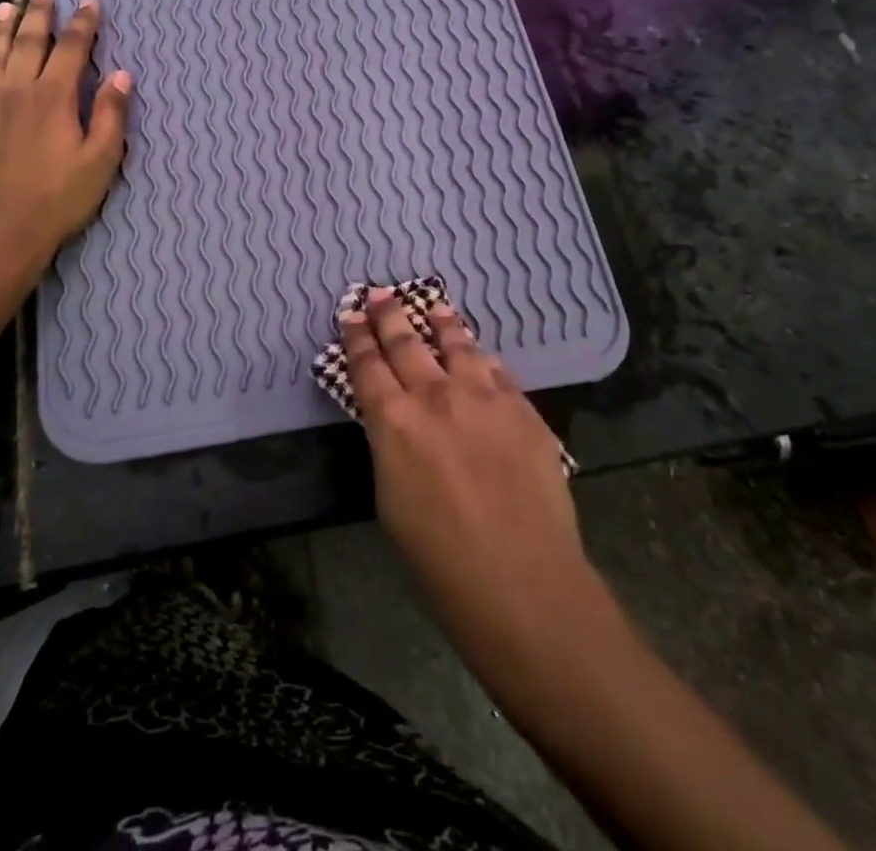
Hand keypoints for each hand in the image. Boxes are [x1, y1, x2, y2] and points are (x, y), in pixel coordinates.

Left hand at [0, 0, 130, 269]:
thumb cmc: (56, 202)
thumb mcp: (100, 162)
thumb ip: (111, 115)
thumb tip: (121, 74)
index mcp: (54, 98)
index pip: (72, 49)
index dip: (83, 24)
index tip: (89, 2)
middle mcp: (15, 90)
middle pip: (28, 43)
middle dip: (39, 15)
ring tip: (5, 6)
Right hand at [341, 289, 591, 641]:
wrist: (524, 582)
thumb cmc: (440, 560)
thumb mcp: (391, 499)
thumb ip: (390, 446)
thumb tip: (395, 421)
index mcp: (394, 421)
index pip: (367, 365)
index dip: (356, 336)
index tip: (351, 313)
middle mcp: (436, 396)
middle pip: (407, 343)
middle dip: (390, 315)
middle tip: (380, 294)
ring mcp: (484, 398)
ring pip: (457, 345)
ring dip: (441, 323)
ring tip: (434, 306)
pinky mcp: (523, 410)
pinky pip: (497, 372)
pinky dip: (482, 360)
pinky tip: (481, 356)